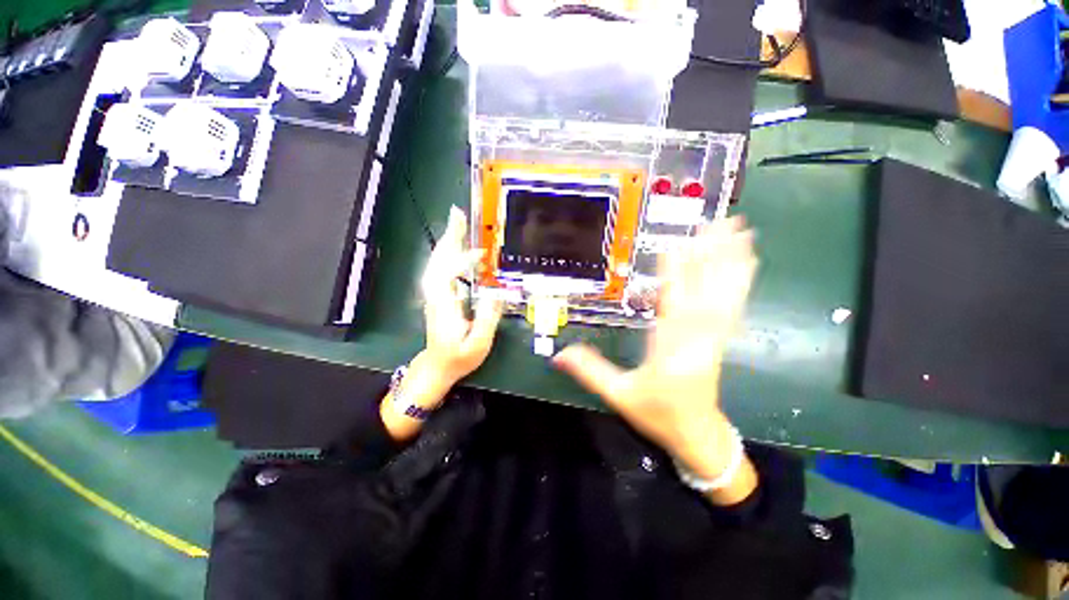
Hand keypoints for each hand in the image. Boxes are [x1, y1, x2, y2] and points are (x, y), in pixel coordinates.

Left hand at [419, 205, 503, 386]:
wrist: (437, 367)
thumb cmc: (458, 358)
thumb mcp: (478, 344)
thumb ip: (487, 318)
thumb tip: (496, 292)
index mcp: (445, 306)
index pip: (448, 274)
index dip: (461, 260)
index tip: (481, 254)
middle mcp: (436, 295)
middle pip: (438, 261)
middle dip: (449, 237)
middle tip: (458, 215)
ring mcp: (434, 294)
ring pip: (436, 262)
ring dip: (447, 243)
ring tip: (459, 225)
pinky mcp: (437, 295)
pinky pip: (439, 269)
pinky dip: (447, 255)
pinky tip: (457, 249)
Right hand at [554, 217, 757, 499]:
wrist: (697, 434)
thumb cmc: (658, 414)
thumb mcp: (619, 395)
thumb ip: (590, 371)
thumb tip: (557, 355)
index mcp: (669, 345)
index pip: (671, 300)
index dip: (675, 270)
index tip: (677, 241)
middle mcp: (696, 334)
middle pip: (705, 287)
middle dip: (712, 252)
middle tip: (718, 219)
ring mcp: (713, 333)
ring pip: (725, 290)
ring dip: (731, 259)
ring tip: (740, 228)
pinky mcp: (720, 336)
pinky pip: (733, 302)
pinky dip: (740, 278)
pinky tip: (747, 260)